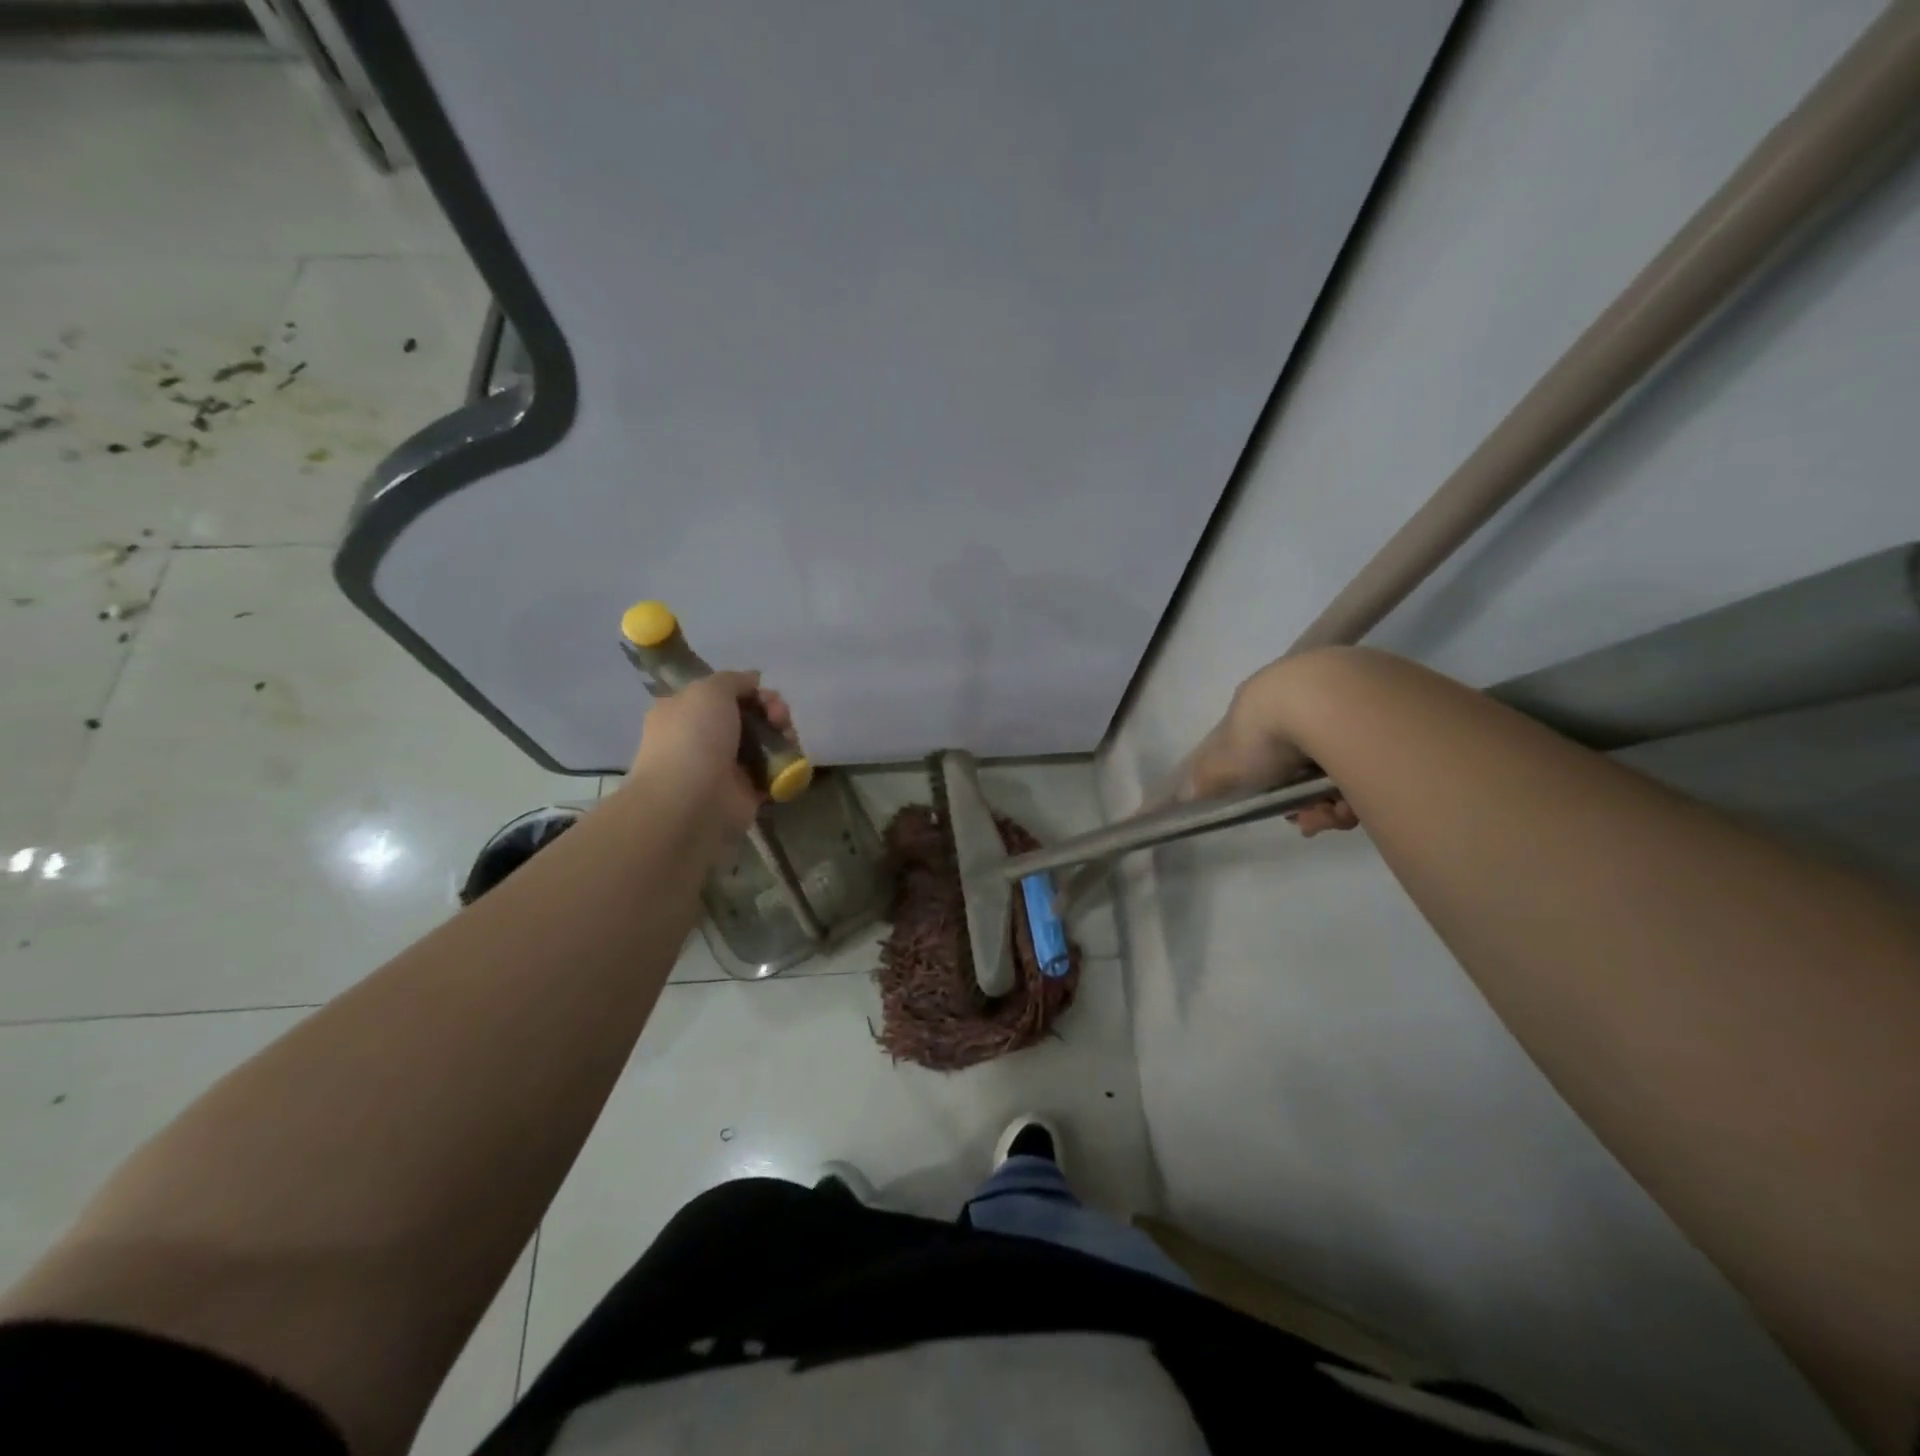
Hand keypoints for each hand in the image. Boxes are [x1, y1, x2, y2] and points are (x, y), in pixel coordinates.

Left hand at [628, 671, 796, 837]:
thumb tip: (753, 681)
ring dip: (782, 736)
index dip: (748, 690)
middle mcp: (702, 738)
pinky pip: (772, 773)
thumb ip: (734, 680)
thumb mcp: (709, 690)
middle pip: (748, 716)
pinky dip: (785, 766)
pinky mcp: (746, 792)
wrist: (692, 801)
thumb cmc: (694, 738)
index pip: (722, 694)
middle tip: (780, 716)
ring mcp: (725, 767)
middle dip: (771, 711)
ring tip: (789, 739)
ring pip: (763, 743)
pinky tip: (790, 761)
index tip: (763, 692)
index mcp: (685, 712)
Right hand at [1182, 663, 1356, 837]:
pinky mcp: (1387, 712)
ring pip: (1339, 767)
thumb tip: (1183, 797)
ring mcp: (1347, 702)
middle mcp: (1304, 698)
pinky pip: (1373, 762)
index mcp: (1264, 702)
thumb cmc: (1266, 733)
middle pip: (1304, 764)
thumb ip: (1204, 781)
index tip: (1279, 809)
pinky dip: (1363, 787)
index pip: (1263, 749)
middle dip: (1305, 801)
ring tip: (1338, 815)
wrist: (1330, 702)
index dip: (1268, 785)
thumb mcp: (1223, 763)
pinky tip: (1359, 801)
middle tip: (1311, 819)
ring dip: (1333, 803)